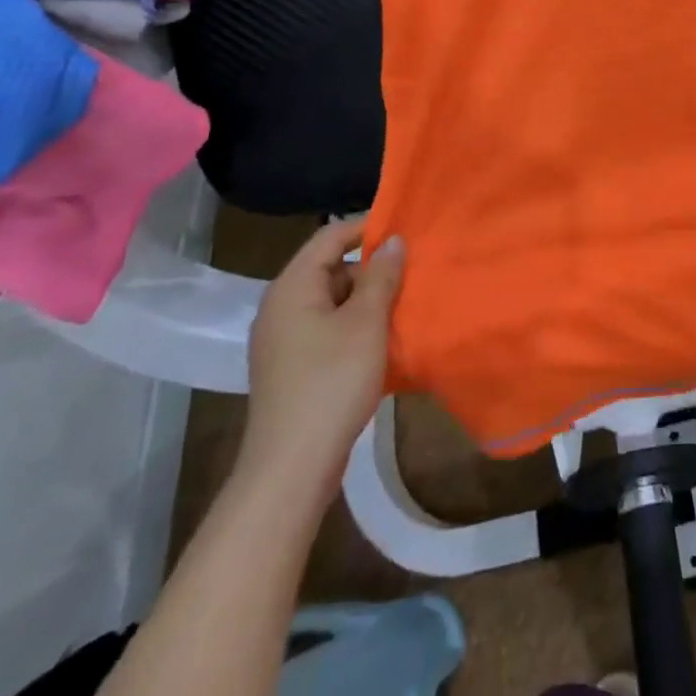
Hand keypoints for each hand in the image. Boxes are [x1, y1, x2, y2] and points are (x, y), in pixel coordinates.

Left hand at [237, 220, 404, 504]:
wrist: (292, 469)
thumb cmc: (331, 382)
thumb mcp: (366, 322)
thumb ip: (382, 276)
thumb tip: (393, 240)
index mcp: (292, 288)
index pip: (330, 236)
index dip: (367, 227)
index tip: (406, 229)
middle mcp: (281, 307)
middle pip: (332, 268)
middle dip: (373, 268)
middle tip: (414, 271)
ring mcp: (284, 341)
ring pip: (333, 302)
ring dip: (368, 301)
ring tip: (407, 304)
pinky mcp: (293, 368)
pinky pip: (329, 330)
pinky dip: (356, 327)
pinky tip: (385, 340)